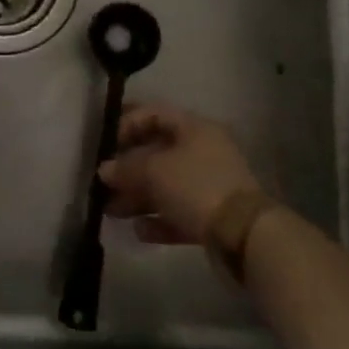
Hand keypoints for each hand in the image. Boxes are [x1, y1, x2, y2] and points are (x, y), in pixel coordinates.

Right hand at [99, 104, 267, 245]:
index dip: (127, 124)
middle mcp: (203, 152)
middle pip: (157, 153)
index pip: (154, 114)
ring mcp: (209, 185)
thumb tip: (104, 170)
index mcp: (194, 129)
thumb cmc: (195, 186)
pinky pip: (178, 212)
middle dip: (128, 169)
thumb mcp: (153, 171)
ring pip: (165, 186)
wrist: (244, 234)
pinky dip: (158, 220)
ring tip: (112, 211)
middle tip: (103, 183)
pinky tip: (139, 231)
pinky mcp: (213, 216)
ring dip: (137, 197)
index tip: (107, 144)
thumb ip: (125, 168)